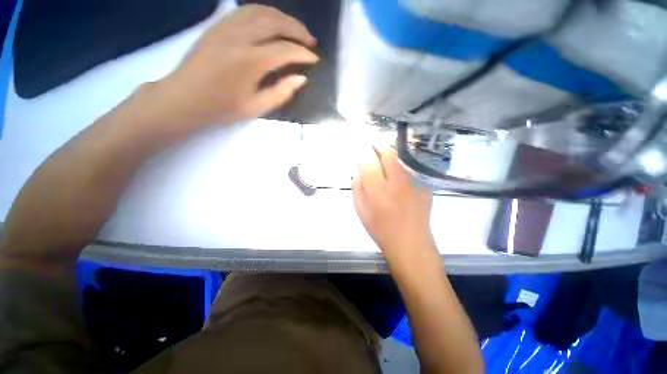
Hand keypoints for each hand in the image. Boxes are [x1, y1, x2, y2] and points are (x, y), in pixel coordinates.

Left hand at [159, 5, 318, 126]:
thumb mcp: (256, 108)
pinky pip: (246, 11)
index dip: (303, 54)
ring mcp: (226, 27)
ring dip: (283, 18)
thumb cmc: (221, 108)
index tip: (315, 59)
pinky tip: (272, 23)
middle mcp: (238, 37)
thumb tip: (301, 79)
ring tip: (296, 30)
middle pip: (275, 23)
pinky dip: (265, 13)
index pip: (284, 50)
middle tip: (311, 41)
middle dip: (298, 30)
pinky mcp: (218, 26)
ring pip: (261, 11)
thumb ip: (281, 93)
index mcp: (249, 62)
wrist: (184, 98)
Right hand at [353, 148, 435, 263]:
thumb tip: (359, 170)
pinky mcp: (424, 185)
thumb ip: (357, 187)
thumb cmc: (380, 229)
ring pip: (400, 158)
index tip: (359, 144)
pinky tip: (397, 171)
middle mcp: (397, 182)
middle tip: (372, 143)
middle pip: (387, 153)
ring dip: (389, 153)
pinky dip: (401, 164)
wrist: (410, 243)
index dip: (363, 149)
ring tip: (383, 154)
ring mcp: (414, 182)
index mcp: (378, 190)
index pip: (369, 161)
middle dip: (378, 145)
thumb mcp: (361, 210)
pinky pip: (410, 167)